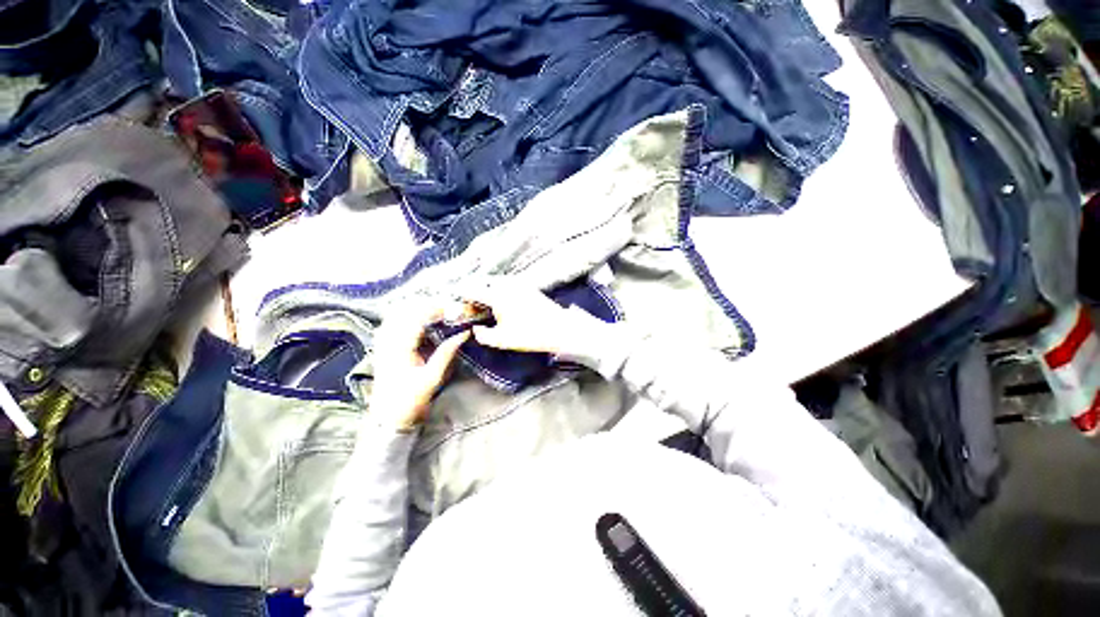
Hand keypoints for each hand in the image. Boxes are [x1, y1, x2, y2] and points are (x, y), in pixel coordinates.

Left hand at [370, 302, 468, 431]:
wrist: (388, 420)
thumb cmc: (411, 401)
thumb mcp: (433, 377)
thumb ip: (447, 352)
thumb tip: (464, 333)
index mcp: (398, 347)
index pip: (417, 316)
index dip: (437, 308)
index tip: (455, 308)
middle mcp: (387, 340)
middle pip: (405, 310)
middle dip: (428, 304)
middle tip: (449, 308)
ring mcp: (382, 343)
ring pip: (397, 314)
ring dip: (418, 309)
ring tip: (438, 311)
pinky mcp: (383, 347)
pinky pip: (393, 323)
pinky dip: (408, 317)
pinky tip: (422, 321)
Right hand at [460, 283, 606, 356]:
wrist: (561, 329)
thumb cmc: (530, 334)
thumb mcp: (502, 340)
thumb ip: (483, 335)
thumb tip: (475, 328)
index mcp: (497, 294)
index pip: (472, 289)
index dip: (459, 294)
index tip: (450, 298)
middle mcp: (507, 284)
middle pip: (483, 281)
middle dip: (471, 287)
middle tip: (464, 299)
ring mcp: (519, 284)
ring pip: (495, 281)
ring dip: (484, 286)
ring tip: (478, 299)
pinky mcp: (528, 287)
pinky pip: (506, 283)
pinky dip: (496, 287)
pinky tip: (497, 298)